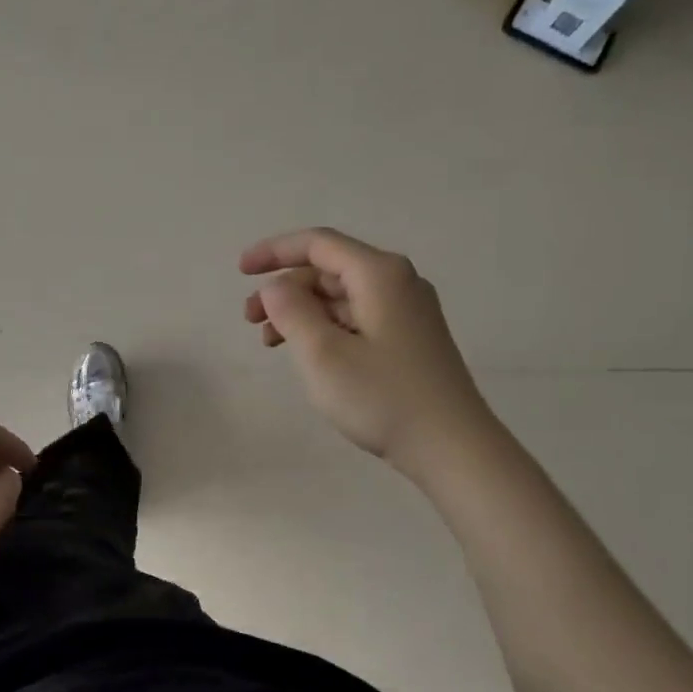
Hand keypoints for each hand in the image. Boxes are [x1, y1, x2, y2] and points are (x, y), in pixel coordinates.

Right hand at [241, 228, 491, 478]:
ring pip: (340, 297)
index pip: (318, 244)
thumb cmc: (383, 398)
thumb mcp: (323, 354)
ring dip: (300, 312)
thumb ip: (292, 312)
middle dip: (284, 289)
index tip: (240, 271)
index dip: (274, 251)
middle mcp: (397, 282)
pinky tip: (307, 355)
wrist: (452, 448)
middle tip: (249, 320)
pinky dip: (323, 328)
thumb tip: (275, 287)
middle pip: (328, 269)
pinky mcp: (408, 339)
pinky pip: (356, 318)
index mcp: (379, 274)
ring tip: (270, 343)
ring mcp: (406, 311)